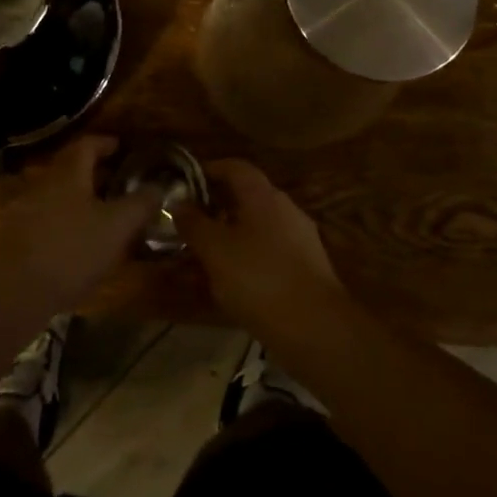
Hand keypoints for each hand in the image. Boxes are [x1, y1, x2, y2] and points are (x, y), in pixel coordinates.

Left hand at [0, 137, 158, 311]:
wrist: (14, 290)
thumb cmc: (71, 249)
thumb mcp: (117, 226)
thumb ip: (140, 203)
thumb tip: (160, 185)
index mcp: (68, 173)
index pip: (86, 145)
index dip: (105, 143)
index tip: (122, 147)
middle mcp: (44, 183)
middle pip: (70, 169)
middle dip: (95, 172)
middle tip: (119, 182)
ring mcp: (25, 210)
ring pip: (58, 195)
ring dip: (80, 199)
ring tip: (103, 214)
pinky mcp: (17, 238)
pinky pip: (47, 219)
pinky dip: (66, 222)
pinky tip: (79, 242)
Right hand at [173, 160, 346, 334]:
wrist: (317, 329)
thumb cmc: (259, 279)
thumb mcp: (215, 250)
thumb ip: (194, 223)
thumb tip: (179, 203)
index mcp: (263, 195)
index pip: (234, 167)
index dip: (208, 170)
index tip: (184, 184)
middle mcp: (286, 208)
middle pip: (247, 196)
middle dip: (217, 206)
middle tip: (190, 223)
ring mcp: (301, 238)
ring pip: (258, 226)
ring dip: (232, 234)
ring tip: (206, 255)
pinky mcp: (308, 267)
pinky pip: (270, 251)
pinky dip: (249, 257)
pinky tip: (234, 281)